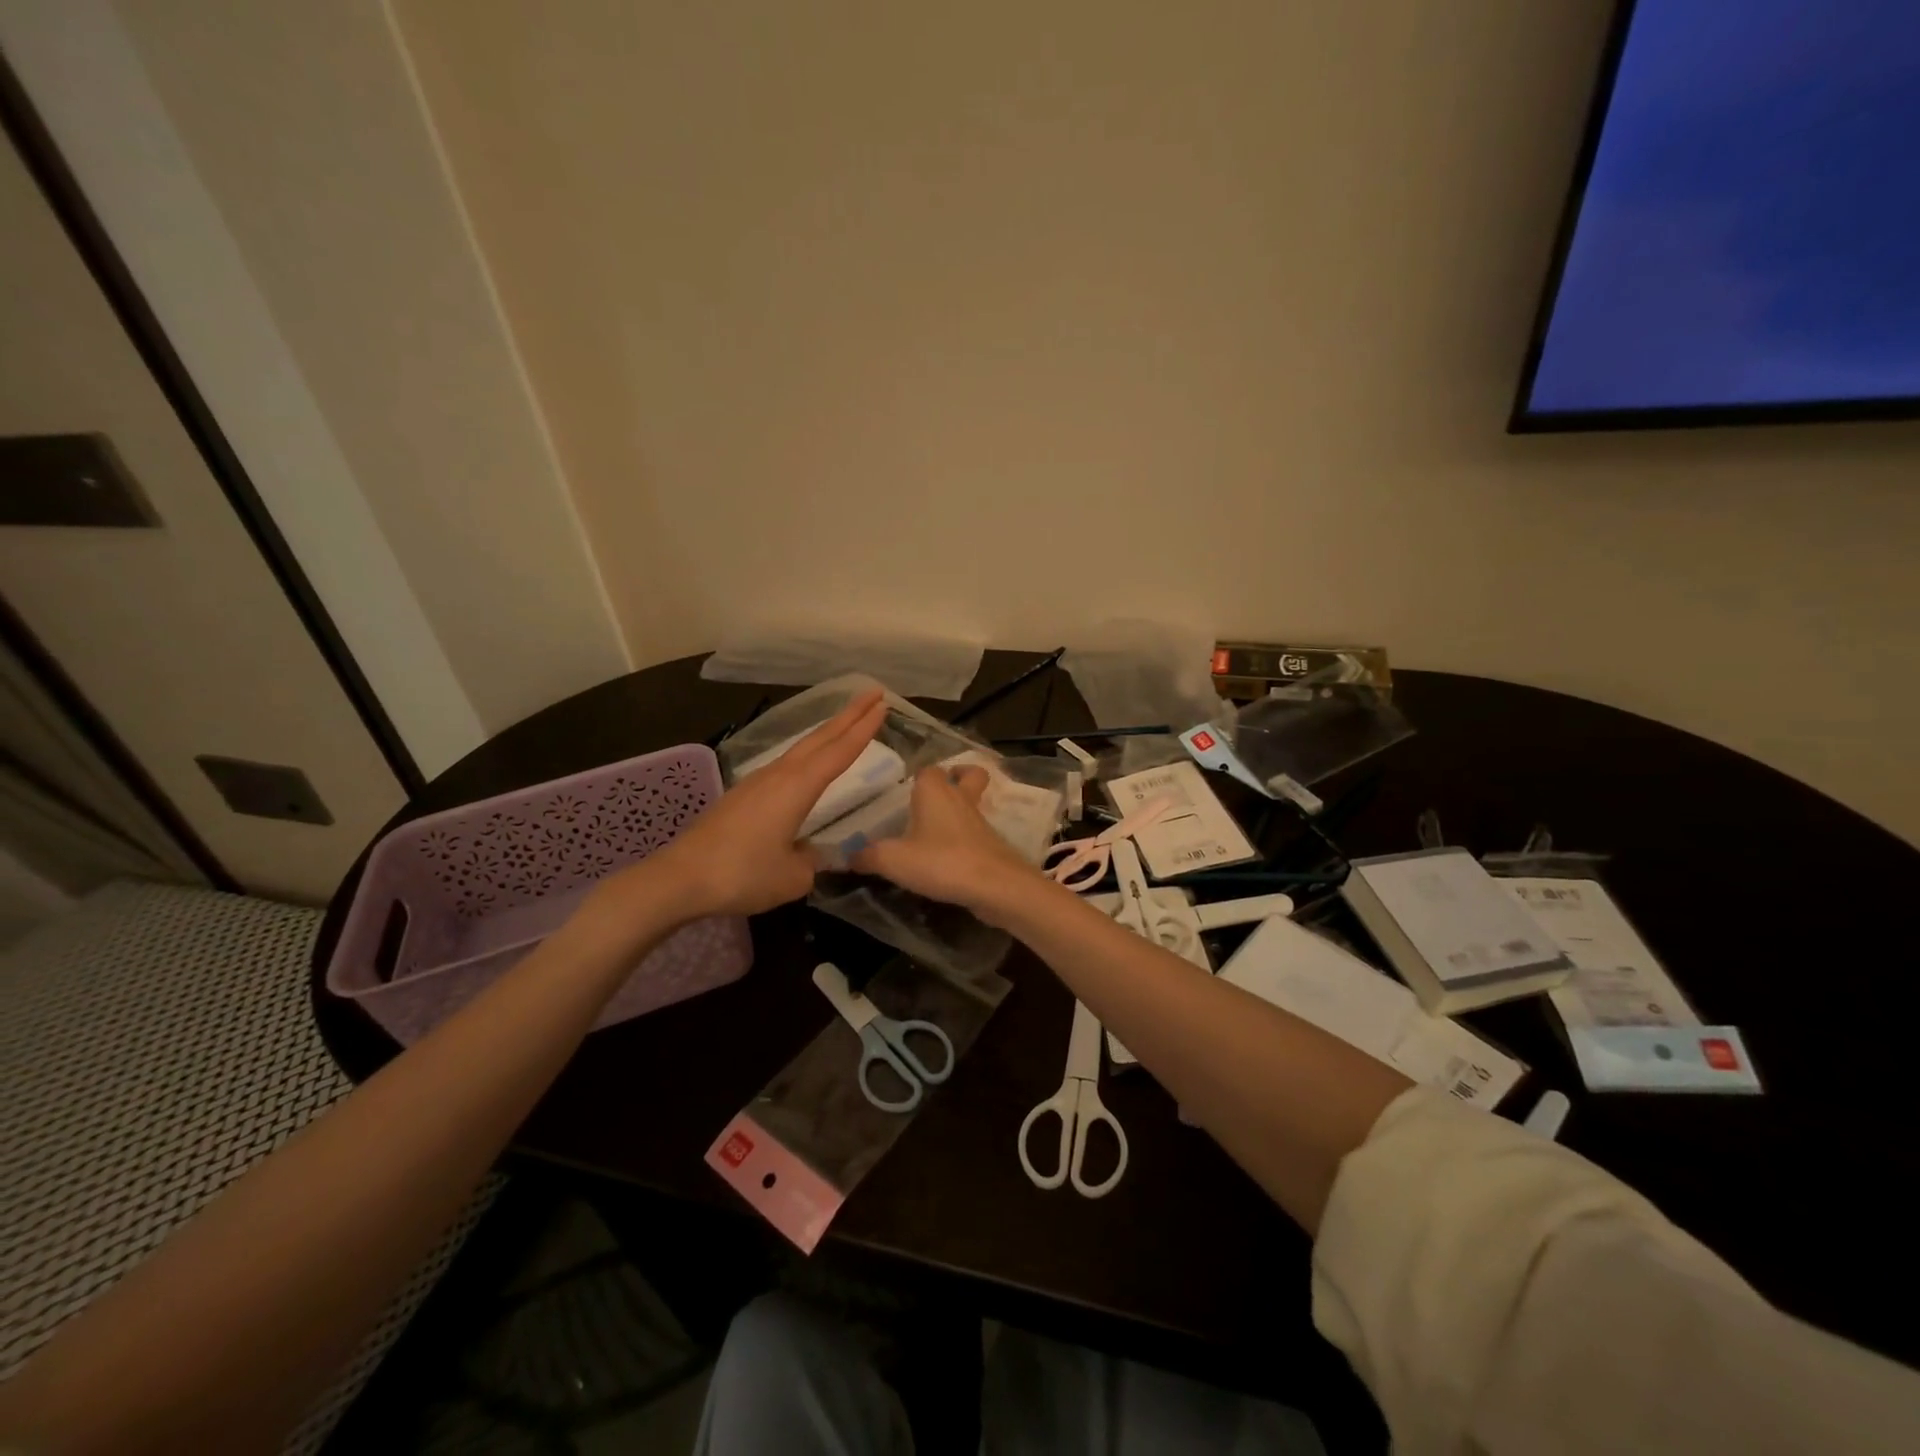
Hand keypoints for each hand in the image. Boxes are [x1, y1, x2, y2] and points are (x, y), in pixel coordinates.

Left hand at [621, 691, 887, 918]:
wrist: (679, 878)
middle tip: (873, 695)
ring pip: (801, 748)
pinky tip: (805, 764)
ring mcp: (757, 783)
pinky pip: (784, 765)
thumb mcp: (792, 878)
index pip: (839, 752)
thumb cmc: (741, 875)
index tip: (883, 705)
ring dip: (827, 732)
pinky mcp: (741, 796)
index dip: (864, 729)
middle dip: (849, 715)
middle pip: (820, 738)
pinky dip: (806, 754)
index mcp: (797, 788)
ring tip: (847, 723)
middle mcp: (779, 776)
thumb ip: (811, 863)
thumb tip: (811, 854)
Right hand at [850, 765, 1041, 921]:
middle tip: (931, 797)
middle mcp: (960, 798)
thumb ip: (867, 856)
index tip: (903, 789)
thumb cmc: (941, 862)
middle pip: (966, 775)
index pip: (928, 769)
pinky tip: (946, 857)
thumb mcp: (893, 860)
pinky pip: (976, 832)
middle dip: (955, 778)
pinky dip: (964, 838)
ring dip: (958, 810)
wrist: (995, 887)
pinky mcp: (991, 845)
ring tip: (934, 829)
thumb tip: (847, 855)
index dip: (917, 775)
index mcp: (934, 791)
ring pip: (972, 803)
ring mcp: (979, 822)